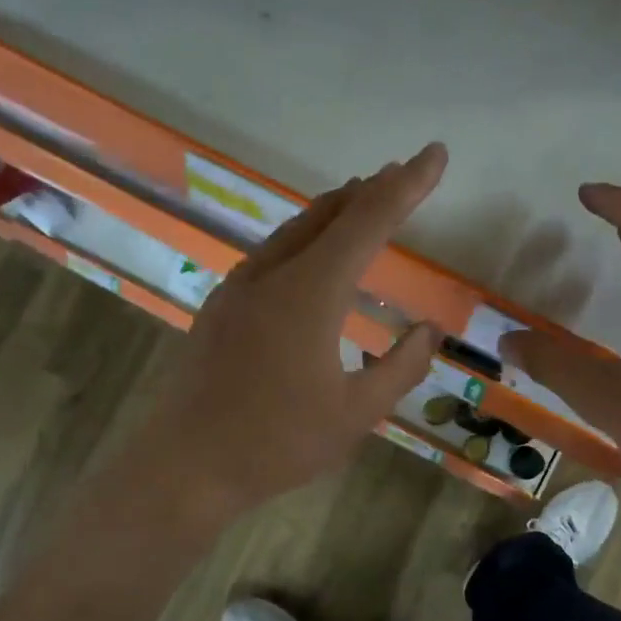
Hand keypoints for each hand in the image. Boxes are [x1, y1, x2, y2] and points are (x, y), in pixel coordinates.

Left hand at [117, 145, 448, 529]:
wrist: (186, 466)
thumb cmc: (278, 442)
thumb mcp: (357, 413)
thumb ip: (400, 366)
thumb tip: (428, 330)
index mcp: (311, 293)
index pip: (368, 222)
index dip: (406, 185)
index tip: (435, 154)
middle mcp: (273, 275)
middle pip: (329, 214)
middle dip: (371, 190)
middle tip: (402, 176)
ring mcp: (240, 287)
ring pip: (296, 230)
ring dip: (335, 211)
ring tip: (363, 200)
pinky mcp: (222, 305)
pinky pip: (274, 252)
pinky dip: (307, 237)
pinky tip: (313, 255)